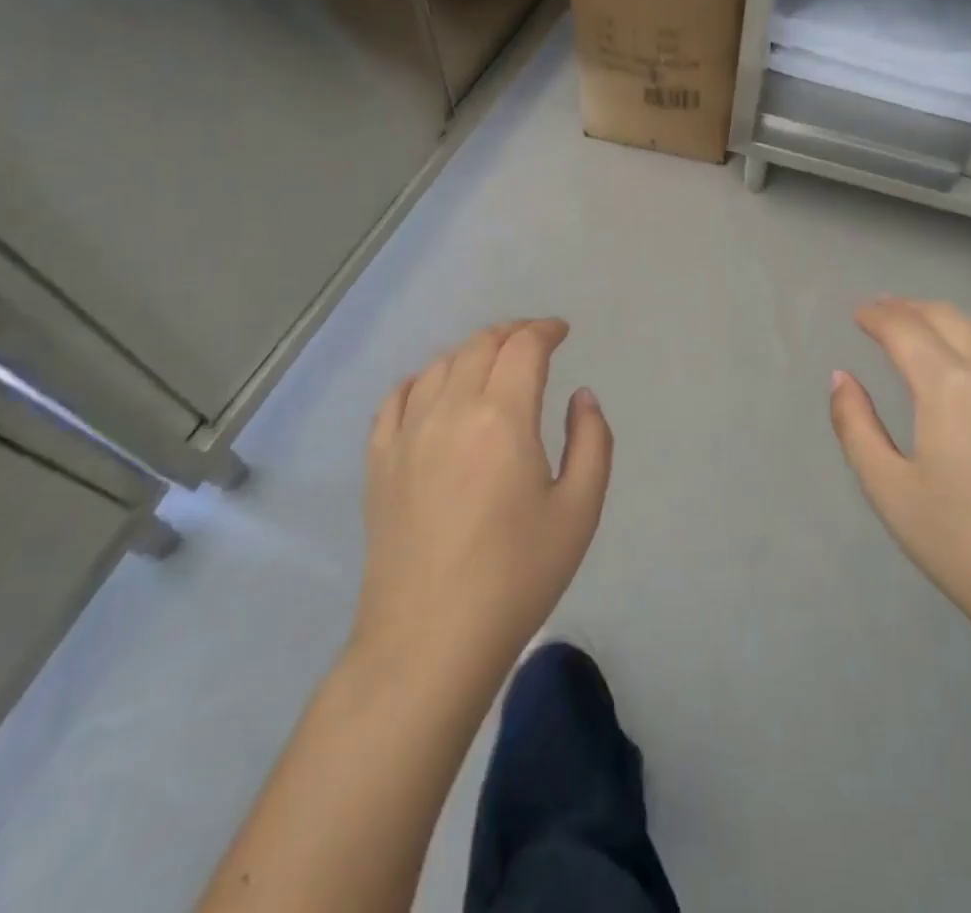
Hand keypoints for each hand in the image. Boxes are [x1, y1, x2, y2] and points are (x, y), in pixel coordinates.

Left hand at [352, 319, 611, 687]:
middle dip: (512, 333)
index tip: (561, 332)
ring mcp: (407, 434)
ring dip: (472, 352)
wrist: (430, 640)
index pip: (524, 347)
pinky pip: (397, 398)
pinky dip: (422, 379)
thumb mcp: (580, 509)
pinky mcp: (379, 461)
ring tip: (492, 363)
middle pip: (480, 345)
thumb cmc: (517, 575)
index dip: (545, 330)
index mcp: (502, 417)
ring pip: (439, 365)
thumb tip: (581, 396)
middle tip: (534, 341)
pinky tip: (434, 389)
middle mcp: (450, 410)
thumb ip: (591, 440)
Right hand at [829, 298, 970, 671]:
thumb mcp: (888, 489)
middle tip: (884, 312)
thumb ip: (855, 425)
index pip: (905, 329)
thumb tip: (841, 377)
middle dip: (909, 308)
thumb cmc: (961, 544)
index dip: (877, 316)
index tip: (858, 314)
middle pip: (947, 317)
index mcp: (949, 386)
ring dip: (951, 319)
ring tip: (927, 327)